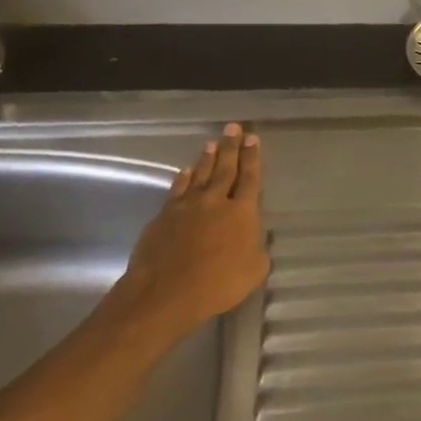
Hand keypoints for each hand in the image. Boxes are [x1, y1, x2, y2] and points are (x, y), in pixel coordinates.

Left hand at [102, 123, 269, 349]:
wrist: (165, 293)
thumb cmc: (218, 284)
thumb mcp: (254, 270)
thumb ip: (257, 249)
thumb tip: (254, 239)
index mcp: (242, 212)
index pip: (250, 178)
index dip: (252, 157)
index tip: (252, 138)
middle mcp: (215, 201)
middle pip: (225, 168)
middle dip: (231, 147)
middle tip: (233, 127)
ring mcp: (187, 206)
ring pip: (200, 175)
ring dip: (207, 158)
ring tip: (212, 143)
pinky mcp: (163, 216)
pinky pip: (177, 190)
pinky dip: (183, 179)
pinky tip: (185, 171)